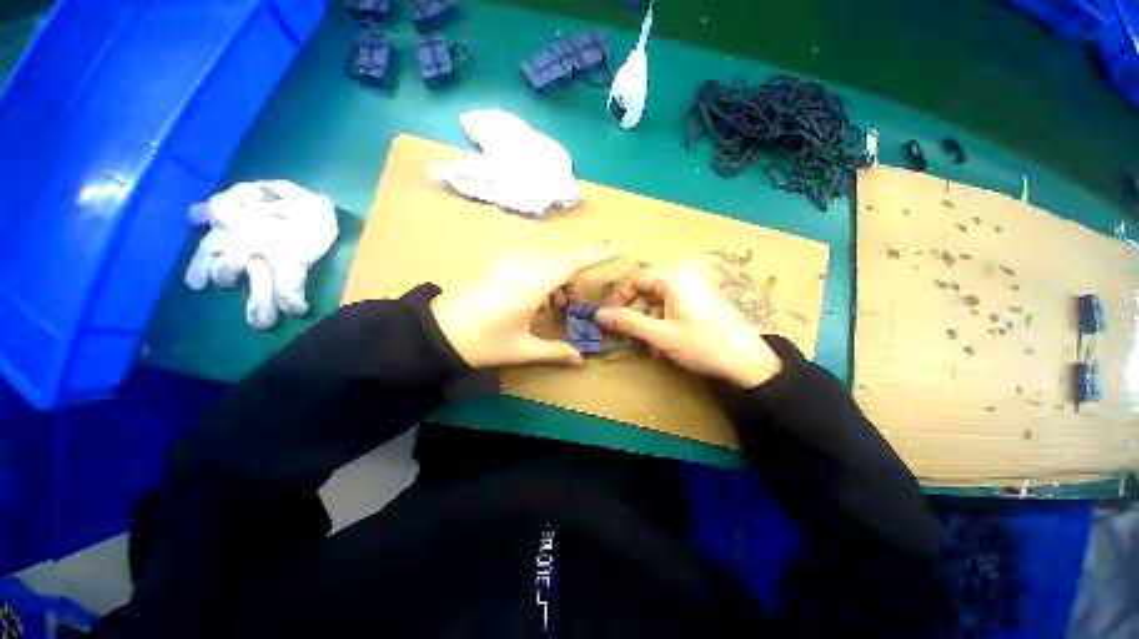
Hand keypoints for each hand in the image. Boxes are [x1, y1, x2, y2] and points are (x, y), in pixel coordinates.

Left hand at [430, 245, 621, 367]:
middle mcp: (523, 264)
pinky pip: (533, 260)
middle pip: (563, 258)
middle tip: (572, 304)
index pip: (574, 260)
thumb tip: (579, 359)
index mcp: (532, 282)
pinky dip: (544, 274)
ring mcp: (509, 260)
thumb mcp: (522, 349)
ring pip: (548, 258)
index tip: (621, 248)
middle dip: (576, 276)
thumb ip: (555, 351)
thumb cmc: (483, 342)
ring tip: (554, 306)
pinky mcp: (499, 263)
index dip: (599, 252)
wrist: (437, 333)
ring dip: (559, 276)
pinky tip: (537, 299)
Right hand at [597, 261, 781, 387]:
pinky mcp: (701, 303)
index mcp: (673, 278)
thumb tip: (599, 314)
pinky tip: (663, 344)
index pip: (635, 279)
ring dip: (648, 321)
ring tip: (648, 345)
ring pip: (659, 301)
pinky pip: (673, 307)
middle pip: (647, 289)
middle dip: (635, 312)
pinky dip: (662, 323)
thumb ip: (628, 322)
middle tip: (628, 334)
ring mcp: (695, 290)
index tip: (610, 317)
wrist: (749, 362)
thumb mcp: (660, 334)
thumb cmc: (702, 344)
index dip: (619, 297)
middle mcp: (683, 278)